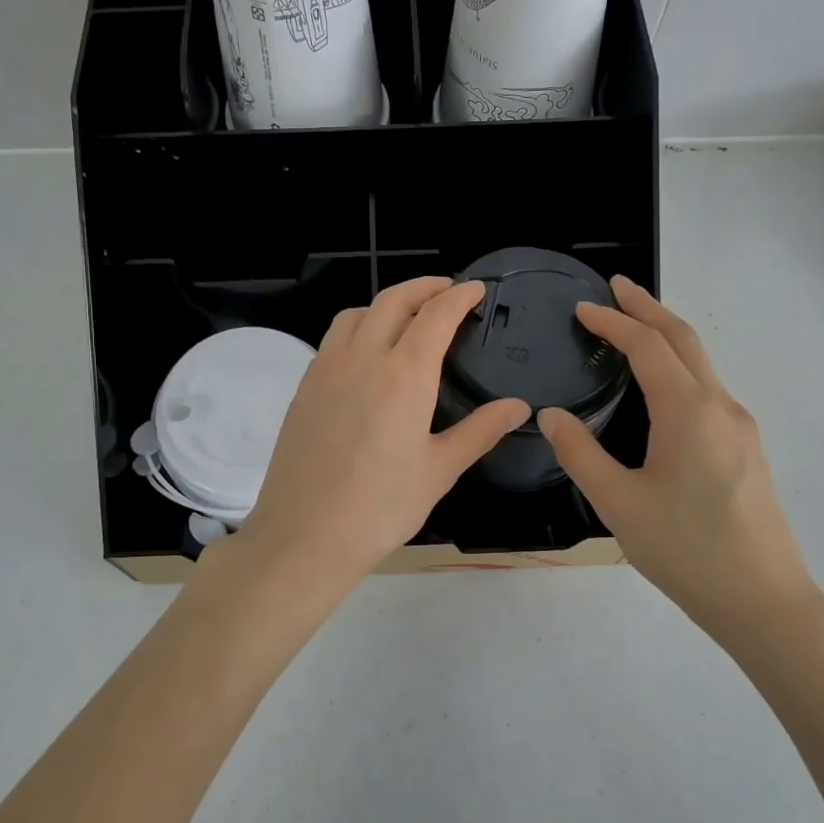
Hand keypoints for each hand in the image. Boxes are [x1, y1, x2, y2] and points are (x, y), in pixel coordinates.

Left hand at [240, 277, 530, 587]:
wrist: (305, 535)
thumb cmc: (381, 508)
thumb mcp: (439, 470)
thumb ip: (480, 431)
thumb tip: (519, 406)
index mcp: (404, 376)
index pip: (435, 316)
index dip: (458, 296)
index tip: (476, 289)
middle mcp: (362, 359)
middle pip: (393, 301)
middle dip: (424, 287)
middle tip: (447, 289)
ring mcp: (326, 370)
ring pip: (356, 314)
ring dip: (386, 303)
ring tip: (406, 317)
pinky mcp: (304, 388)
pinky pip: (333, 339)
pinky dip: (357, 328)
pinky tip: (366, 354)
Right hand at [538, 276, 819, 637]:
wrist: (764, 600)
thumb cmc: (686, 550)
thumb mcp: (618, 503)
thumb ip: (580, 453)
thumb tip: (551, 414)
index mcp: (689, 411)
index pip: (647, 346)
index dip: (613, 321)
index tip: (582, 307)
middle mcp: (720, 406)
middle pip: (684, 339)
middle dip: (648, 308)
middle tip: (616, 288)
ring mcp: (740, 428)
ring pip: (701, 364)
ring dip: (666, 337)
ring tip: (632, 330)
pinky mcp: (746, 449)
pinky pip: (708, 390)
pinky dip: (678, 368)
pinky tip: (660, 390)